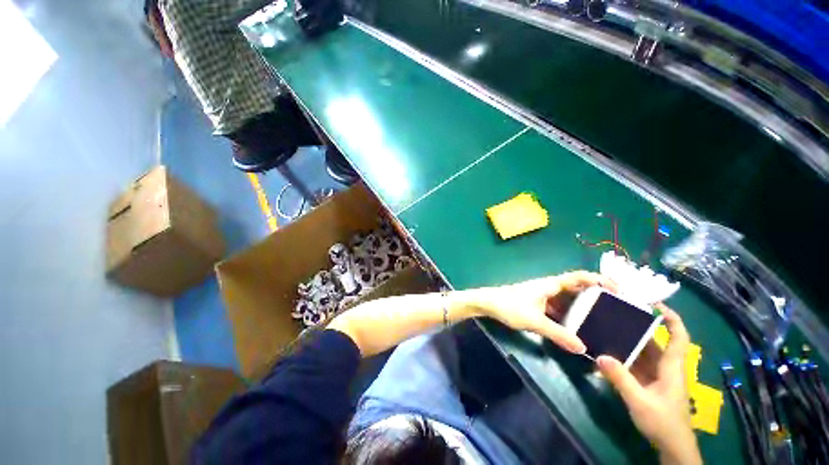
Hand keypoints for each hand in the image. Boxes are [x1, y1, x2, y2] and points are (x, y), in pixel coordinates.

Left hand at [467, 271, 615, 353]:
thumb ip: (558, 335)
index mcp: (551, 284)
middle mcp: (549, 287)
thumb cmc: (510, 306)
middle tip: (614, 310)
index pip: (579, 277)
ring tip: (600, 320)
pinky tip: (574, 327)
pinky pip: (557, 307)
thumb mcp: (535, 321)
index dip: (598, 280)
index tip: (618, 289)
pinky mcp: (536, 302)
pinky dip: (567, 314)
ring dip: (580, 307)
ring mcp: (542, 294)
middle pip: (575, 288)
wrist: (488, 303)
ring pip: (566, 299)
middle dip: (594, 296)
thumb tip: (583, 348)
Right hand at [596, 306, 702, 464]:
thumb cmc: (663, 422)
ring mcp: (657, 375)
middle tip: (616, 313)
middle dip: (638, 326)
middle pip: (655, 341)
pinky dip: (623, 356)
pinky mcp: (648, 383)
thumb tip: (599, 356)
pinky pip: (635, 363)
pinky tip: (607, 352)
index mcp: (671, 367)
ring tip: (607, 328)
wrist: (671, 446)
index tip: (656, 303)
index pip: (679, 337)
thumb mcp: (640, 402)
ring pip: (643, 352)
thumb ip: (621, 379)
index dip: (672, 318)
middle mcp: (665, 367)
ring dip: (627, 341)